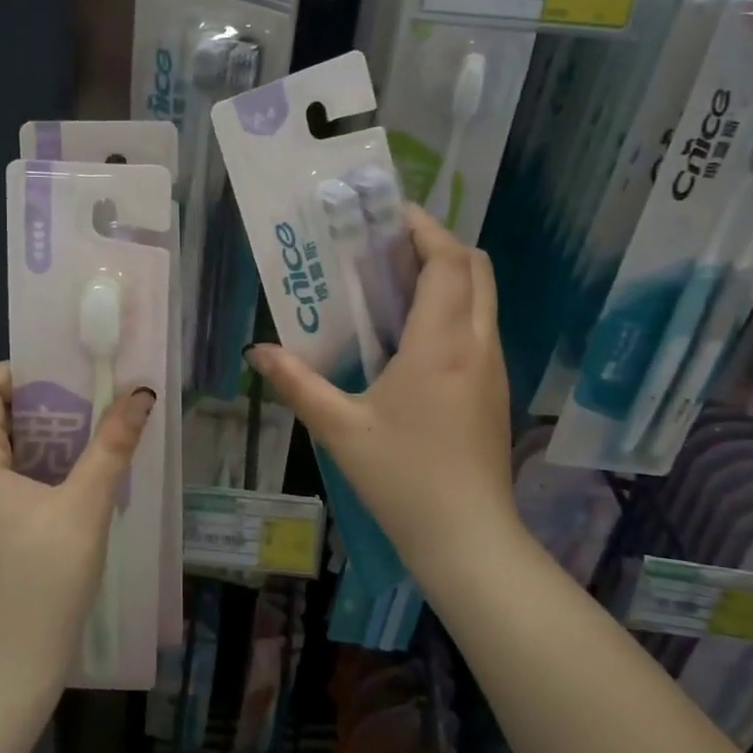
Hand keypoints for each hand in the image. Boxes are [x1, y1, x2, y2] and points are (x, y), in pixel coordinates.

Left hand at [0, 363, 155, 701]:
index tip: (71, 379)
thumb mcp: (85, 506)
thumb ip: (112, 444)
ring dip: (43, 435)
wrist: (8, 668)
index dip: (24, 372)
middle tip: (92, 405)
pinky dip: (34, 465)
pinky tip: (74, 478)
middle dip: (43, 402)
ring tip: (91, 436)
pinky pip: (0, 475)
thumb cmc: (42, 580)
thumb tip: (141, 393)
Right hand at [246, 204, 514, 578]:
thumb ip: (297, 383)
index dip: (423, 227)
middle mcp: (477, 343)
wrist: (468, 538)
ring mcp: (493, 366)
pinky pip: (481, 324)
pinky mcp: (495, 388)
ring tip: (397, 281)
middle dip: (437, 243)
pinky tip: (415, 333)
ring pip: (484, 295)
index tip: (388, 215)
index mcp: (441, 343)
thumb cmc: (403, 477)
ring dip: (449, 274)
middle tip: (388, 246)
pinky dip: (456, 305)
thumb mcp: (339, 429)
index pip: (447, 261)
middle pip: (475, 267)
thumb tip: (257, 351)